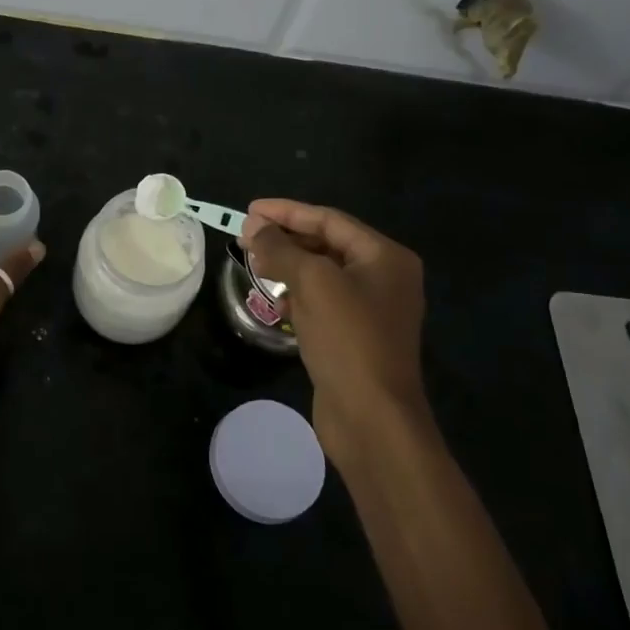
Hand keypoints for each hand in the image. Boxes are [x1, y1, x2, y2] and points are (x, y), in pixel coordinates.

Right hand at [241, 198, 427, 455]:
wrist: (372, 418)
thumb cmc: (348, 339)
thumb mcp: (312, 282)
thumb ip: (281, 249)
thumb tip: (253, 227)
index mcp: (385, 257)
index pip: (329, 220)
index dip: (287, 212)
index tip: (249, 210)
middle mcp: (383, 278)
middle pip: (326, 244)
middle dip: (285, 239)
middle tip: (245, 237)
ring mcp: (370, 310)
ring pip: (321, 274)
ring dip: (287, 265)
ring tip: (252, 262)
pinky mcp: (355, 337)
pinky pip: (321, 302)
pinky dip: (296, 294)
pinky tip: (273, 298)